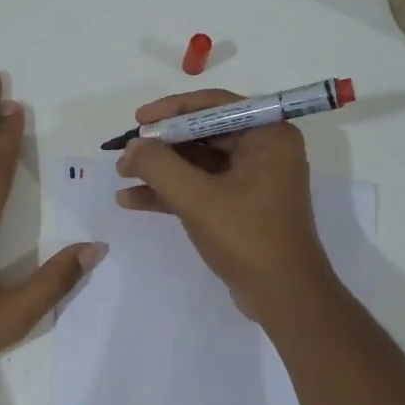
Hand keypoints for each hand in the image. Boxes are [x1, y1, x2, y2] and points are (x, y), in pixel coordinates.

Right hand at [115, 89, 337, 322]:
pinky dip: (171, 192)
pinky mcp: (241, 205)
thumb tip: (132, 147)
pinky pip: (202, 187)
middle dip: (161, 145)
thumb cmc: (248, 238)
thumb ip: (159, 166)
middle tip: (125, 152)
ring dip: (161, 170)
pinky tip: (133, 200)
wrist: (283, 297)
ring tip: (121, 176)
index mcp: (268, 135)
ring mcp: (253, 179)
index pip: (215, 106)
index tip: (137, 120)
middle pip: (203, 133)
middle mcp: (264, 149)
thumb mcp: (198, 198)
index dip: (172, 110)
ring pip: (198, 162)